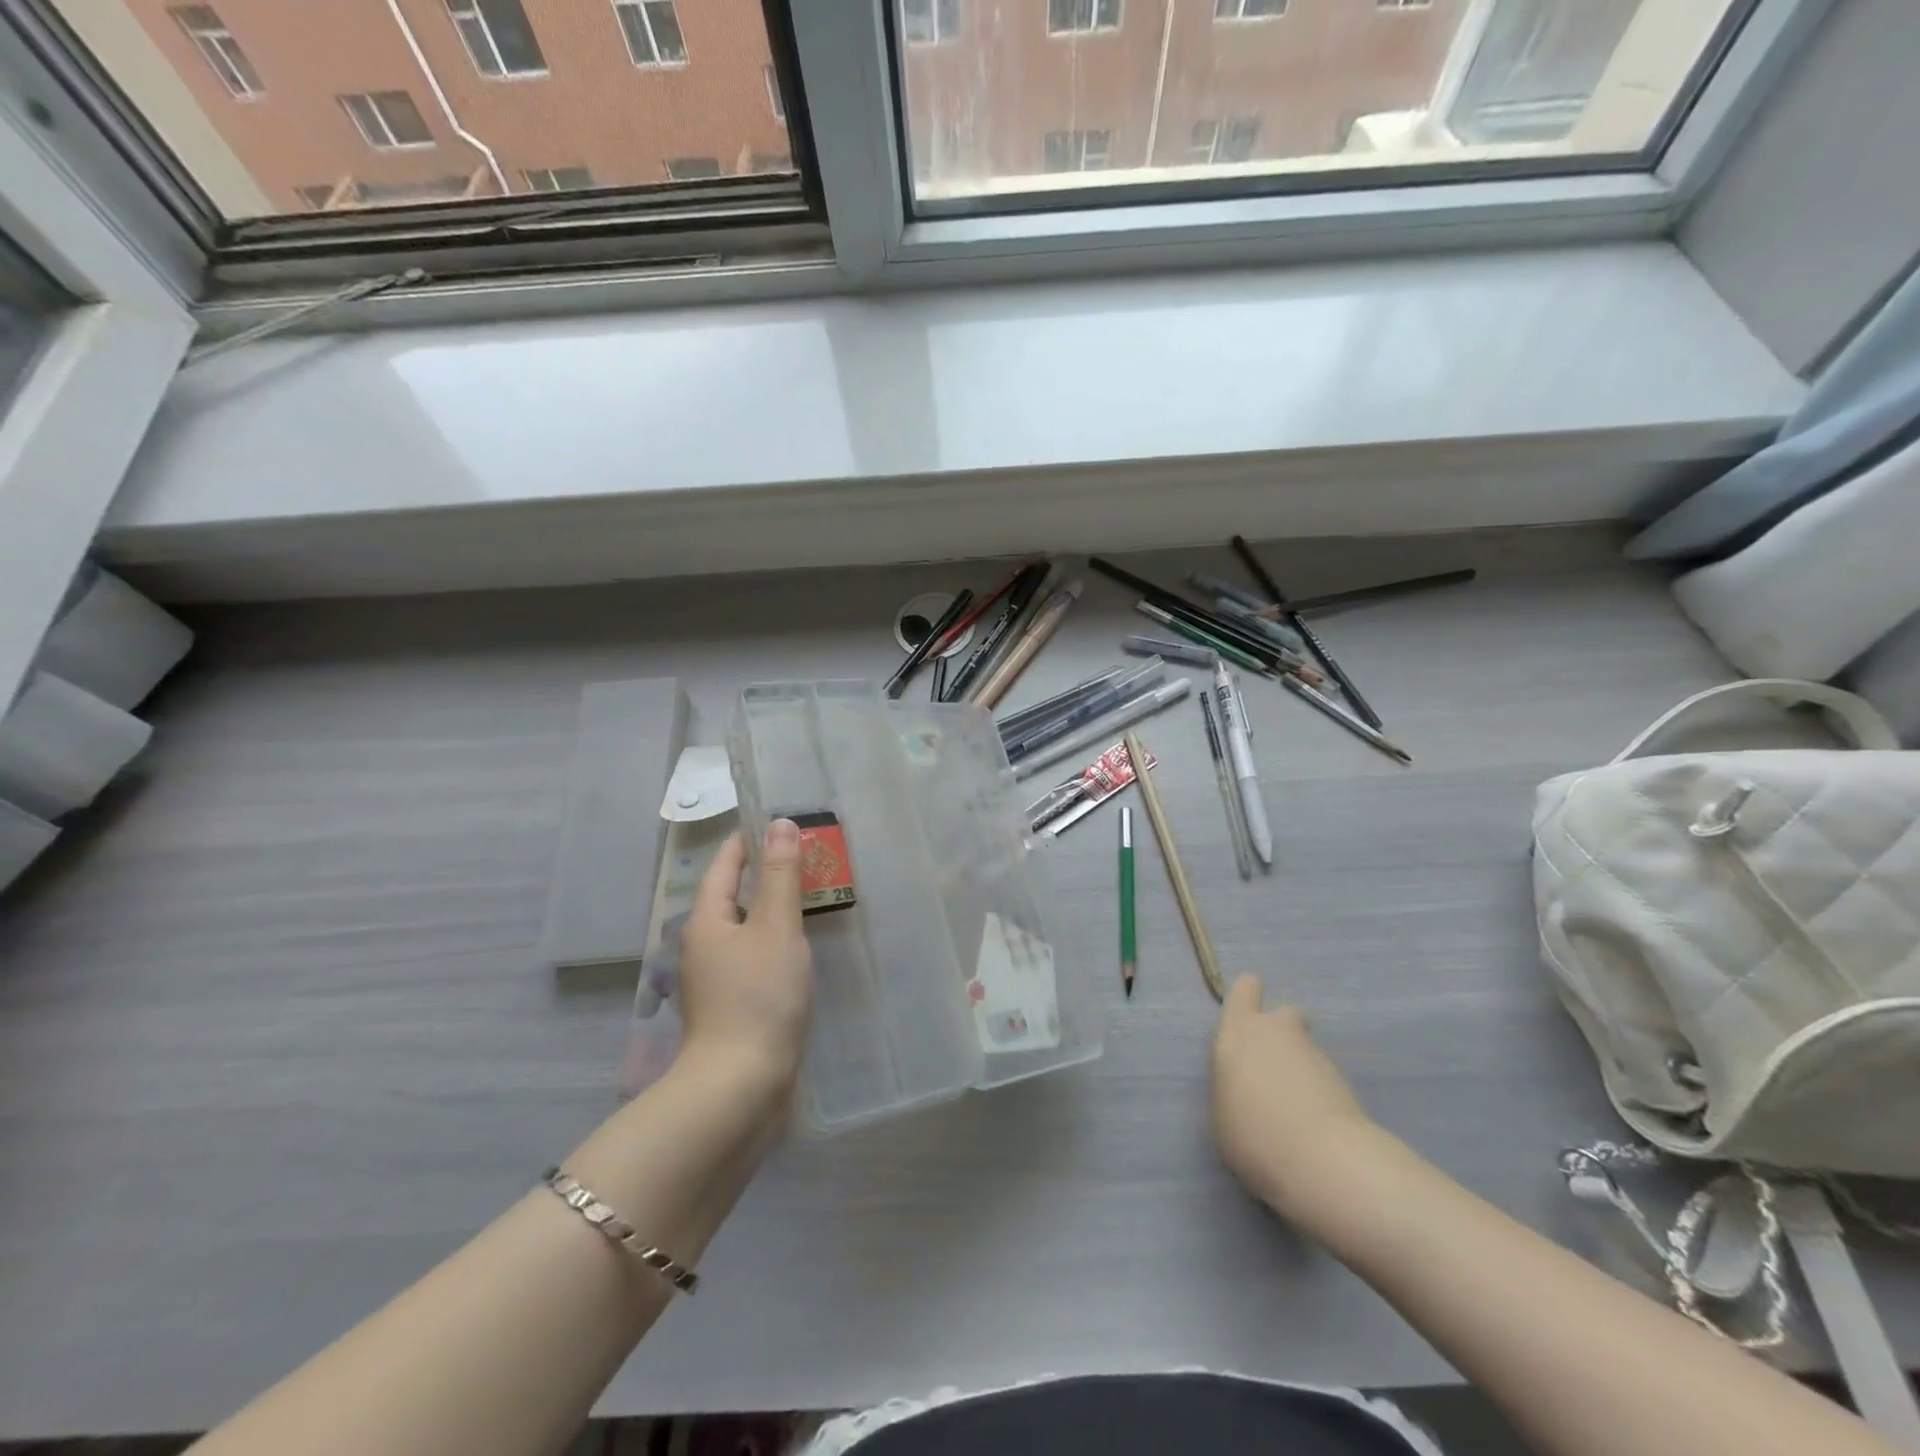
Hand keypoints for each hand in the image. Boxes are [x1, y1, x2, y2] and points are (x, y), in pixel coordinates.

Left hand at [676, 821, 814, 1100]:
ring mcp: (715, 978)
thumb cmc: (759, 997)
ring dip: (773, 910)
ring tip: (811, 897)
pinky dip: (775, 941)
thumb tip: (780, 825)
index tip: (781, 823)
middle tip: (808, 858)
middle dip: (766, 874)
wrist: (741, 1085)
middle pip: (733, 895)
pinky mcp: (731, 1005)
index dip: (750, 840)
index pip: (726, 864)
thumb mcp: (776, 927)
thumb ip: (780, 876)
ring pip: (746, 928)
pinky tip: (800, 948)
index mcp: (707, 921)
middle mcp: (704, 945)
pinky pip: (754, 956)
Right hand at [1211, 975, 1381, 1226]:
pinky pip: (1325, 1077)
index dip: (1248, 1000)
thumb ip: (1234, 1086)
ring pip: (1306, 1048)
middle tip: (1276, 1071)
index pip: (1245, 988)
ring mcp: (1315, 1054)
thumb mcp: (1223, 1113)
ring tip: (1298, 1111)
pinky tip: (1317, 1126)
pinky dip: (1322, 1094)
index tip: (1246, 1024)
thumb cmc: (1254, 1136)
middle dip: (1283, 1034)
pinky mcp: (1346, 1080)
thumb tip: (1249, 1089)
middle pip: (1284, 1013)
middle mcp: (1275, 1031)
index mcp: (1238, 1032)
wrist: (1323, 1162)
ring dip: (1302, 1068)